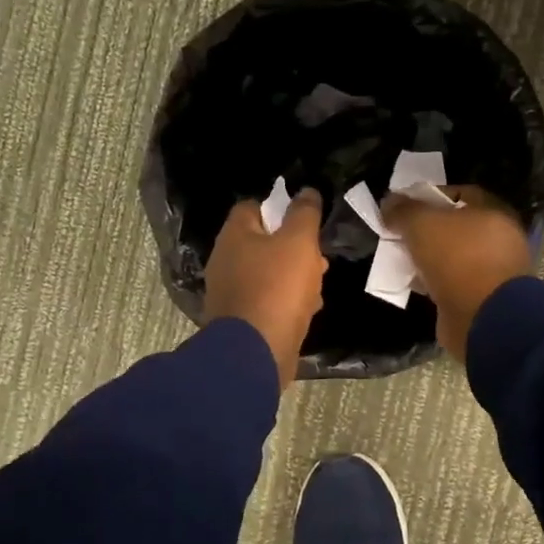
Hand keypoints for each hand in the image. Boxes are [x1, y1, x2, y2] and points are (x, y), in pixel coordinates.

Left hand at [204, 189, 326, 387]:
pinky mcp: (241, 321)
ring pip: (268, 273)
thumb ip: (304, 214)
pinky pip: (268, 301)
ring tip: (319, 283)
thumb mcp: (299, 242)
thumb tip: (307, 191)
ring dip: (294, 276)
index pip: (252, 206)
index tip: (304, 217)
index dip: (279, 206)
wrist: (256, 352)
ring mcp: (231, 293)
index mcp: (234, 236)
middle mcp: (225, 261)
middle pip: (262, 242)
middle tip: (318, 255)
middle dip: (292, 246)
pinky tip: (308, 309)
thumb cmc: (277, 287)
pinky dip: (287, 301)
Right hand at [383, 185, 531, 359]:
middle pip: (455, 227)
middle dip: (426, 230)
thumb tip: (389, 203)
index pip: (459, 194)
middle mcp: (500, 238)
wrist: (484, 318)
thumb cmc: (458, 258)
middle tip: (399, 234)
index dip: (429, 196)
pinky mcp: (483, 298)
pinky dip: (434, 282)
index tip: (403, 206)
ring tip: (401, 260)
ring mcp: (493, 270)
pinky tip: (414, 284)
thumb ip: (403, 210)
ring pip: (453, 257)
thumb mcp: (422, 224)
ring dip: (428, 259)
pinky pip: (453, 283)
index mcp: (494, 211)